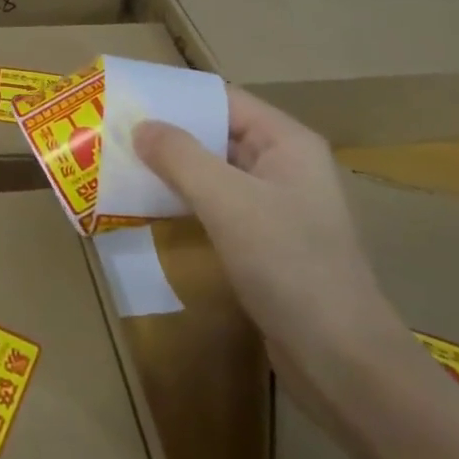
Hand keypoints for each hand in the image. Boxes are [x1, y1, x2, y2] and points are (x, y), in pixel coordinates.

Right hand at [133, 87, 408, 410]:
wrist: (343, 362)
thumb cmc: (289, 265)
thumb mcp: (227, 201)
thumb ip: (180, 157)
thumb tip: (140, 126)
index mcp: (287, 143)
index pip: (224, 99)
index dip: (177, 95)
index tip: (129, 96)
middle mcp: (285, 166)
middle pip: (218, 134)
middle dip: (169, 133)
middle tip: (115, 131)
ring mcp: (278, 207)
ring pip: (216, 173)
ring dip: (174, 169)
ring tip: (123, 165)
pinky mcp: (267, 244)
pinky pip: (219, 207)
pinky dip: (186, 201)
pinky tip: (151, 206)